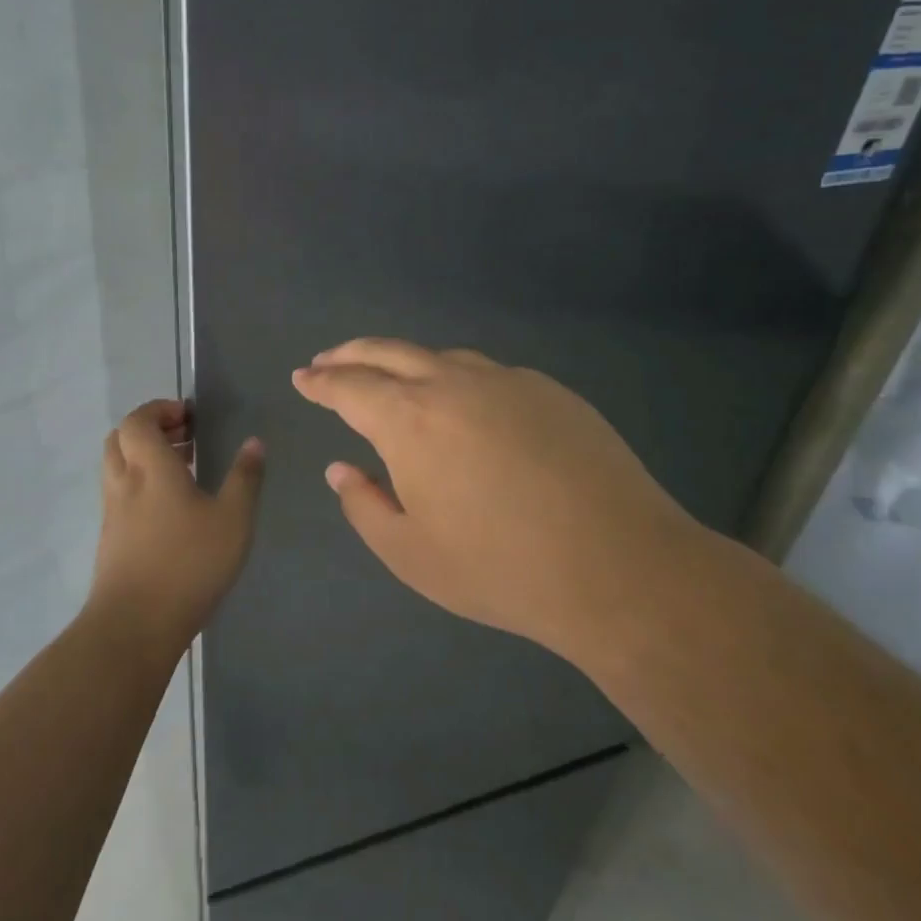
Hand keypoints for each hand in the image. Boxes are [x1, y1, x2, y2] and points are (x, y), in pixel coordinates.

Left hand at [88, 399, 265, 657]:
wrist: (135, 625)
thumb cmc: (188, 563)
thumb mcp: (233, 520)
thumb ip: (245, 478)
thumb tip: (254, 443)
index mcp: (150, 467)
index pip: (139, 420)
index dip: (160, 410)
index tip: (189, 416)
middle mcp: (124, 482)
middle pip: (121, 437)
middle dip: (151, 429)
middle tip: (185, 437)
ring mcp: (112, 511)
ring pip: (118, 466)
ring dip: (144, 456)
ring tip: (184, 469)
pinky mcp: (110, 538)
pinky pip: (120, 492)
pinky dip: (141, 483)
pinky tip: (171, 507)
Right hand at [291, 339, 712, 662]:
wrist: (618, 566)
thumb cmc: (500, 568)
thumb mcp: (410, 553)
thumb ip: (364, 504)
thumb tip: (341, 469)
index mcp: (410, 419)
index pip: (350, 386)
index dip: (321, 381)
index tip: (302, 378)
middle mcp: (453, 383)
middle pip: (389, 352)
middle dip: (351, 354)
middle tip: (329, 361)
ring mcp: (507, 381)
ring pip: (441, 357)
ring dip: (404, 361)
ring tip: (390, 377)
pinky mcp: (550, 391)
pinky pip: (488, 374)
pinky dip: (456, 378)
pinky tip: (463, 403)